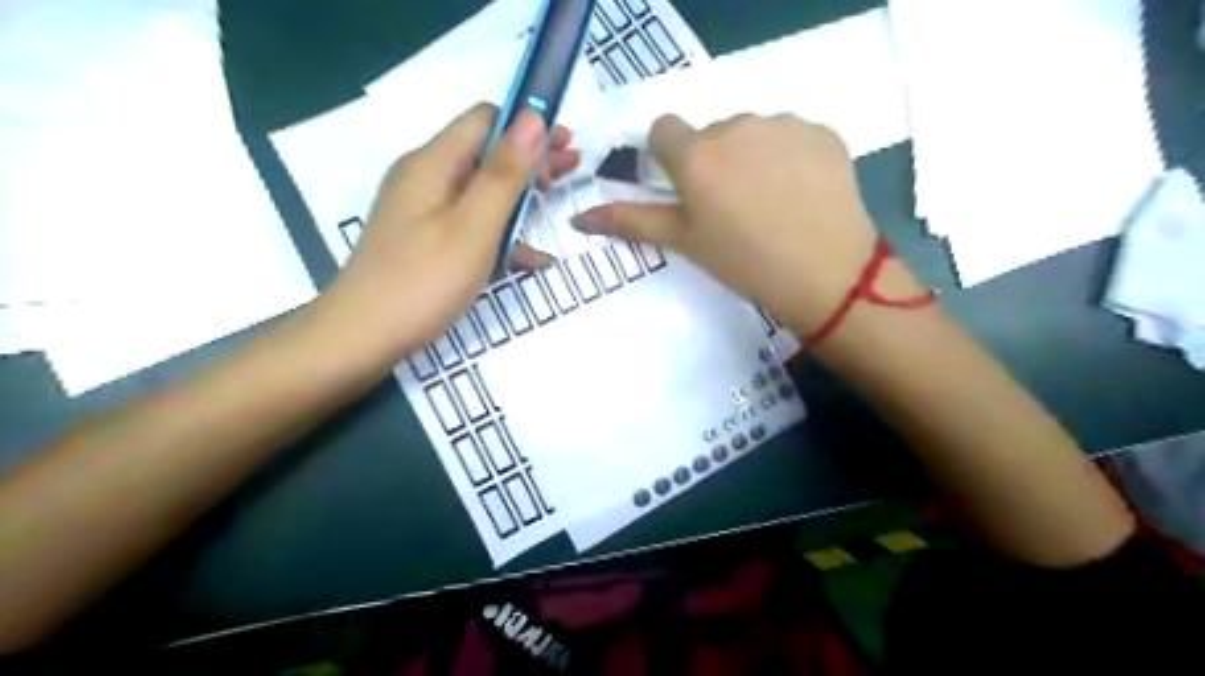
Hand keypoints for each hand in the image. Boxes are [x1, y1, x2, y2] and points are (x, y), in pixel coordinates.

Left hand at [317, 102, 580, 359]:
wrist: (362, 338)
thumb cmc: (424, 281)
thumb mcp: (474, 226)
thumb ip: (504, 173)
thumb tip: (533, 118)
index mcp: (433, 164)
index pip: (486, 120)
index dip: (528, 126)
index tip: (566, 144)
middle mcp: (425, 178)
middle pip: (485, 153)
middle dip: (531, 159)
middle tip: (573, 171)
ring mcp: (423, 211)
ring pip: (480, 190)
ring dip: (520, 195)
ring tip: (557, 204)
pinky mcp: (425, 240)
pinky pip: (469, 223)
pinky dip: (501, 232)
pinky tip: (533, 258)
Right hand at [575, 113, 925, 341]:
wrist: (827, 275)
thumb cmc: (743, 262)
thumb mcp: (684, 242)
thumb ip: (630, 222)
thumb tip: (578, 218)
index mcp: (696, 154)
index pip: (663, 130)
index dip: (669, 158)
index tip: (686, 188)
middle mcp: (737, 126)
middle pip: (711, 133)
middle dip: (713, 162)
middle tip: (731, 208)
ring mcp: (784, 125)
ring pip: (752, 133)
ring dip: (751, 158)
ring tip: (769, 203)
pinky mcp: (822, 132)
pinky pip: (791, 136)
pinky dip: (789, 158)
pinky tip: (800, 194)